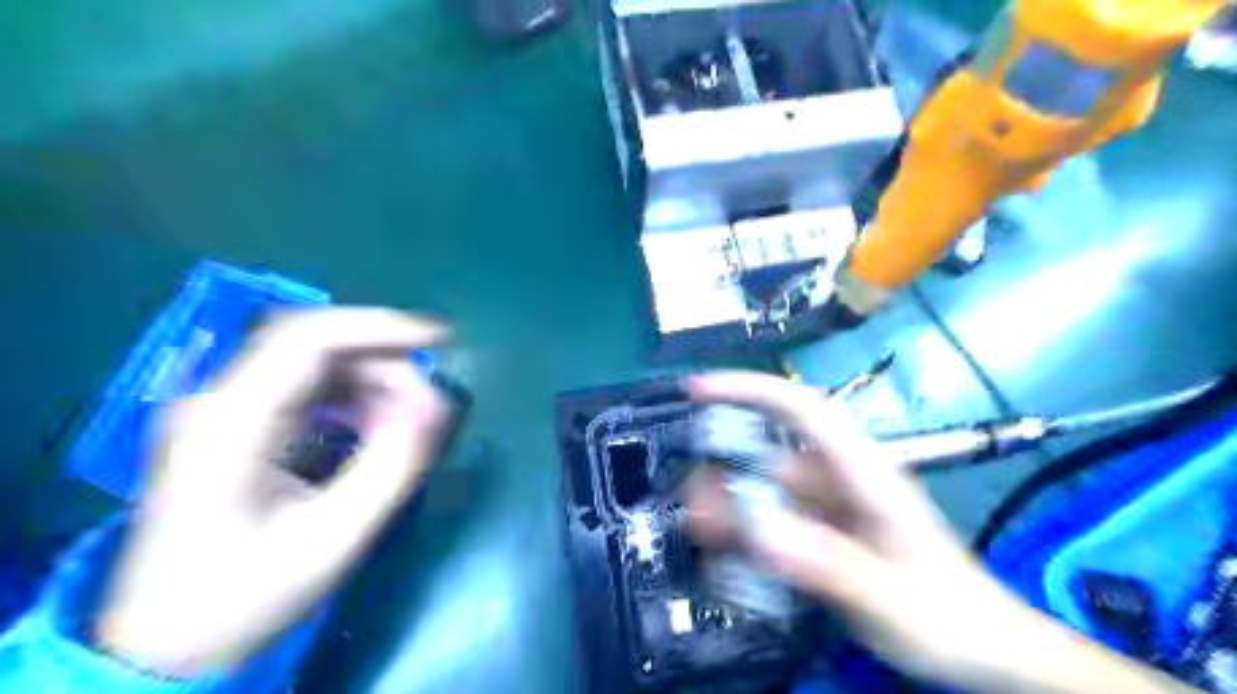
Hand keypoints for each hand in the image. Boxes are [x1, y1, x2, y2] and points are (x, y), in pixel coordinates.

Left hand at [95, 309, 451, 676]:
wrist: (169, 643)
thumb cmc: (246, 595)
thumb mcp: (333, 537)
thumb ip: (390, 466)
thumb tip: (434, 407)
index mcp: (231, 423)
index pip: (308, 339)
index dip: (380, 328)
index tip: (441, 340)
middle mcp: (221, 401)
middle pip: (316, 344)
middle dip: (385, 361)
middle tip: (428, 404)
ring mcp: (227, 411)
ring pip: (316, 362)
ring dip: (373, 379)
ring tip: (409, 420)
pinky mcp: (241, 424)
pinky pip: (310, 387)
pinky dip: (355, 396)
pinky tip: (376, 425)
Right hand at [685, 375, 1198, 693]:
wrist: (985, 653)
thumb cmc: (950, 617)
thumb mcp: (891, 596)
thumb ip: (828, 565)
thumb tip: (758, 531)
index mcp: (863, 472)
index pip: (802, 409)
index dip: (751, 390)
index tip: (700, 389)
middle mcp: (839, 481)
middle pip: (769, 457)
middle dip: (722, 469)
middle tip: (685, 497)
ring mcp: (828, 510)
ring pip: (764, 493)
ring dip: (728, 506)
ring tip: (697, 531)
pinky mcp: (822, 535)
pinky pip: (771, 523)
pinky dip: (744, 533)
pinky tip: (726, 554)